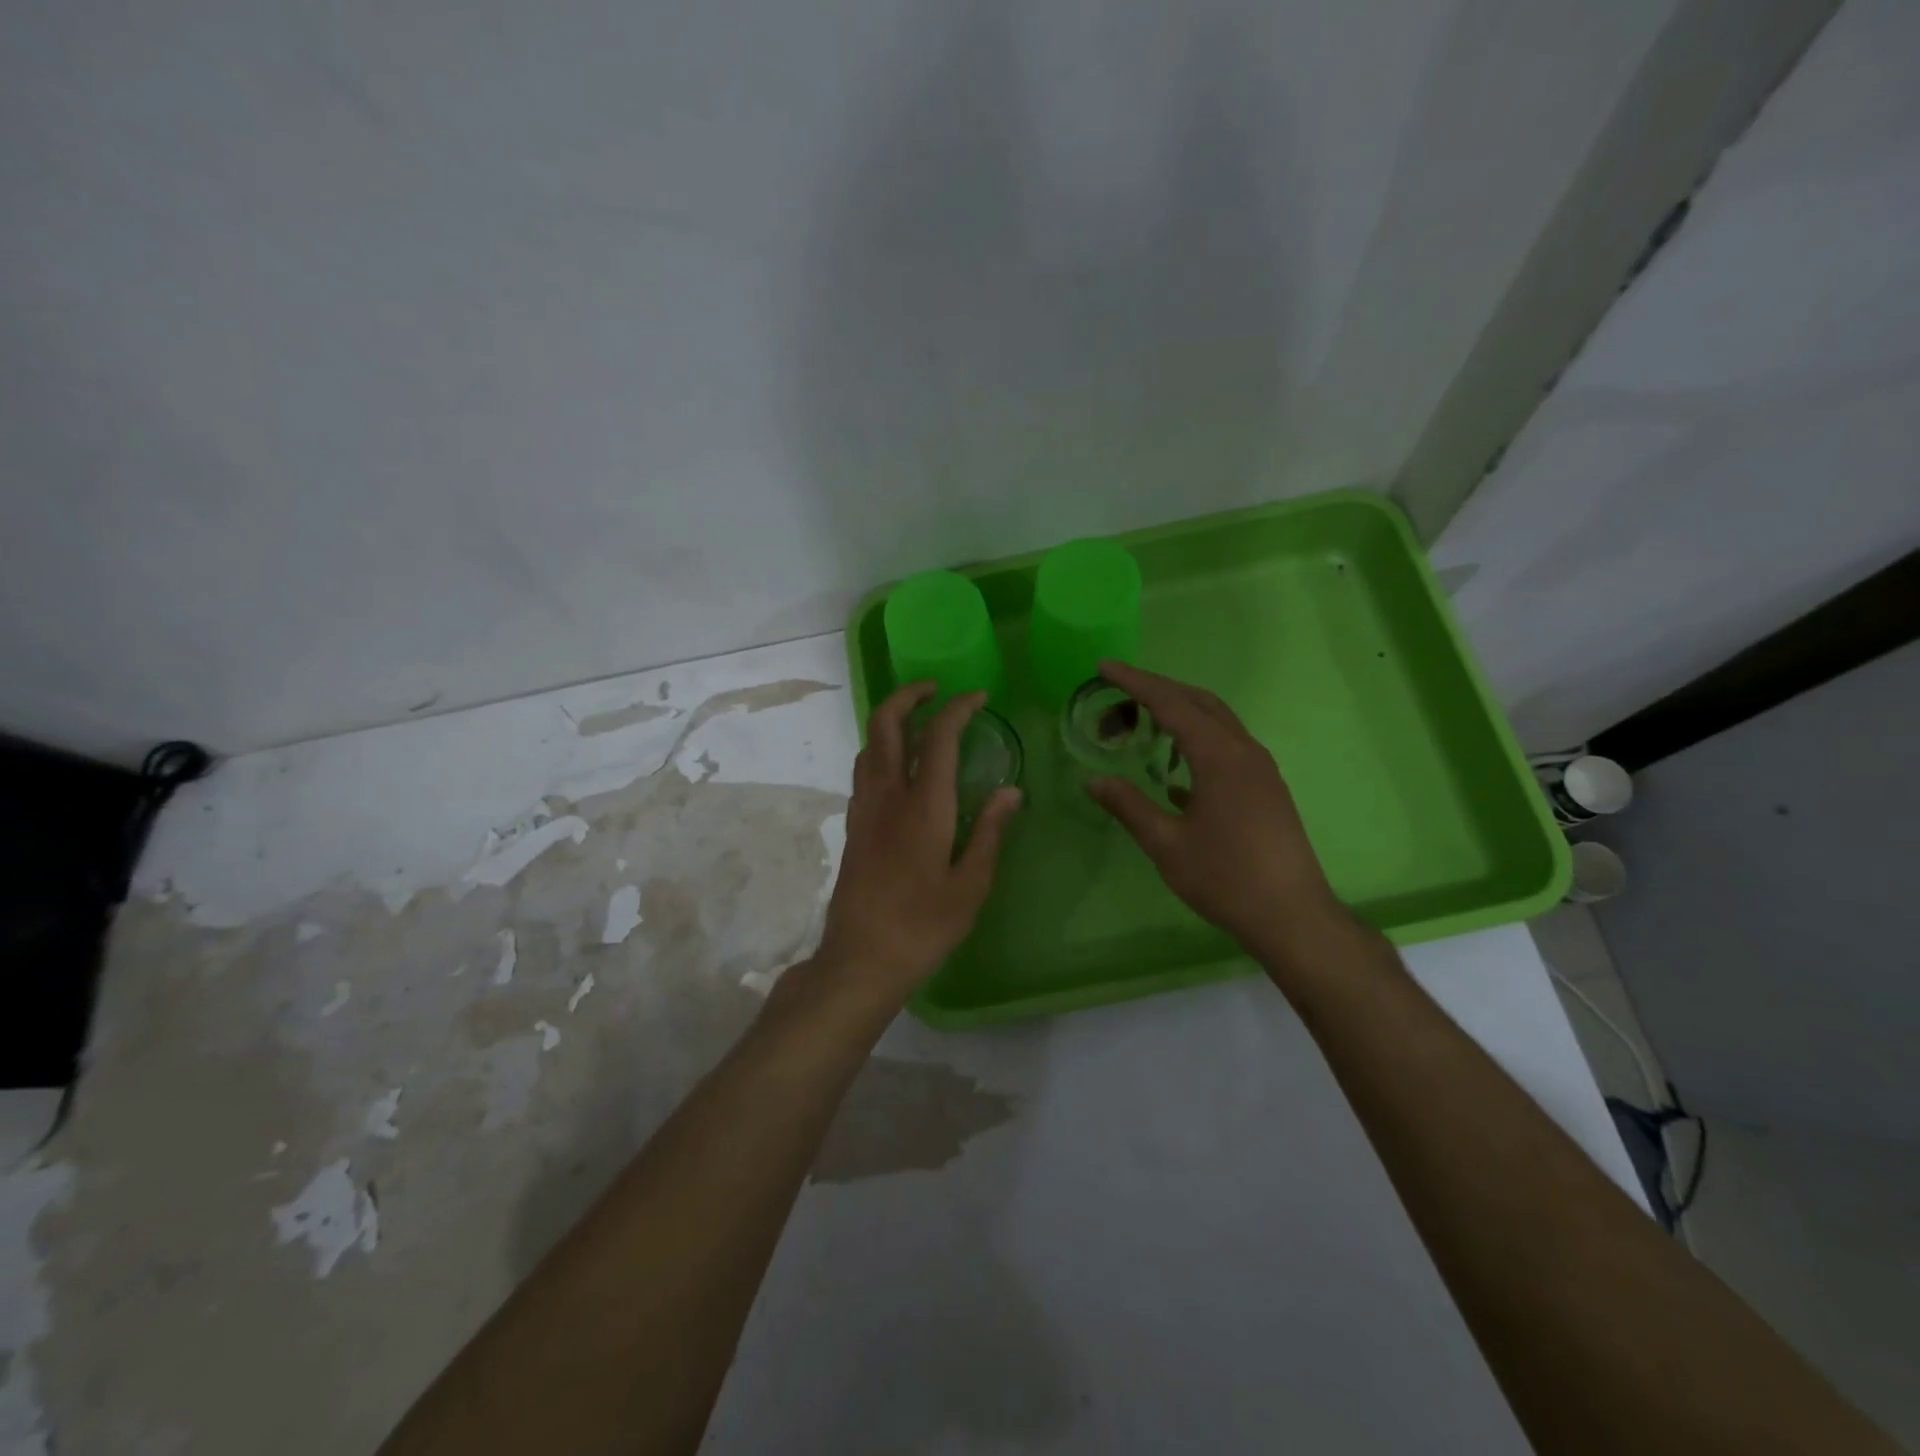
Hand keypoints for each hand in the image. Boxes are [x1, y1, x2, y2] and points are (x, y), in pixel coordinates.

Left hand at [813, 683, 1020, 1006]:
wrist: (861, 958)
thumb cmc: (923, 926)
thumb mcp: (971, 885)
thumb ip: (990, 832)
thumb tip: (1011, 791)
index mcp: (923, 806)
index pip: (938, 736)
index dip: (958, 708)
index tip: (978, 696)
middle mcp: (887, 796)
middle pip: (886, 724)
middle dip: (909, 695)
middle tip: (935, 689)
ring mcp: (864, 809)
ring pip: (869, 744)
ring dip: (891, 720)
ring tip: (920, 722)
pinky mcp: (853, 825)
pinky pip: (864, 770)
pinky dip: (882, 750)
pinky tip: (901, 768)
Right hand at [1087, 661, 1348, 963]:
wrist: (1291, 916)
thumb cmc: (1224, 878)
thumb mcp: (1165, 843)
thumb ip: (1128, 806)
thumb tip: (1092, 781)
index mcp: (1219, 756)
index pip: (1171, 703)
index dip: (1134, 683)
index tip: (1104, 667)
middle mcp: (1244, 751)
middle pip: (1198, 702)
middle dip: (1156, 690)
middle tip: (1117, 693)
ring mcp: (1261, 768)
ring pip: (1217, 721)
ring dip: (1179, 713)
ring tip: (1142, 725)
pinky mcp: (1267, 787)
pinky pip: (1227, 745)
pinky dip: (1197, 739)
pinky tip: (1175, 770)